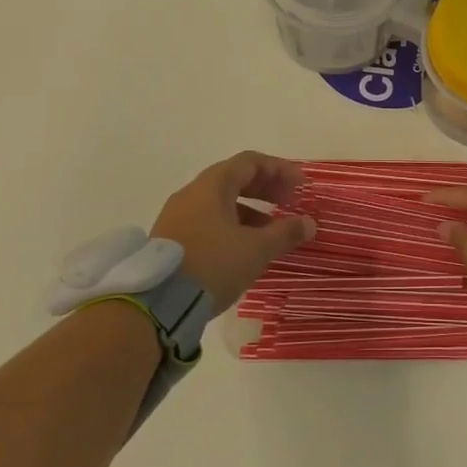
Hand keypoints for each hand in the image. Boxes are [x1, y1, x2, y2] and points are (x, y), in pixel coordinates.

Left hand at [151, 152, 315, 312]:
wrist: (156, 304)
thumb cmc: (212, 265)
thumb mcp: (256, 250)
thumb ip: (285, 233)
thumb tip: (309, 223)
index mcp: (212, 185)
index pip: (250, 162)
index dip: (280, 170)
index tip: (301, 185)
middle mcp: (192, 193)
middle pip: (235, 179)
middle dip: (266, 188)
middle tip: (290, 202)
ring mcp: (177, 216)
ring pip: (221, 202)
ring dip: (250, 210)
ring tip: (272, 230)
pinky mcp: (171, 239)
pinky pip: (208, 220)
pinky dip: (232, 225)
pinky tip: (245, 247)